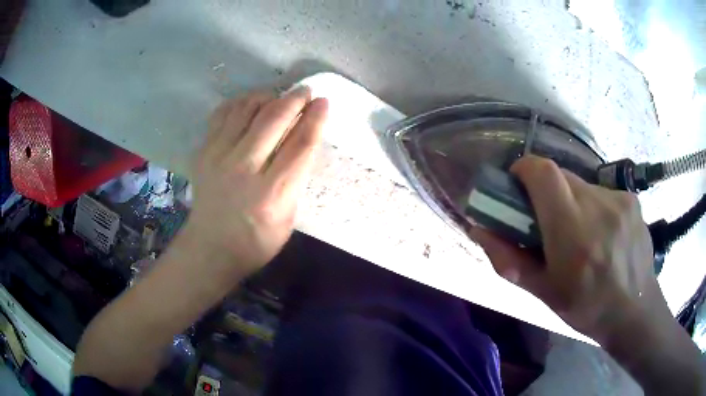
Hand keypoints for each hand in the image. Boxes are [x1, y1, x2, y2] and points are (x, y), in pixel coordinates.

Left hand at [183, 87, 328, 274]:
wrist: (210, 248)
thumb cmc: (256, 241)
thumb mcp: (288, 219)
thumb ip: (296, 180)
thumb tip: (301, 140)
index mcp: (271, 194)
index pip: (300, 145)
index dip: (315, 119)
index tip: (324, 102)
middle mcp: (244, 169)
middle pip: (273, 119)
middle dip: (295, 99)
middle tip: (305, 92)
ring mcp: (218, 157)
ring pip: (247, 109)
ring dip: (269, 96)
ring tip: (279, 97)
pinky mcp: (203, 152)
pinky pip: (223, 113)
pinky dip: (241, 102)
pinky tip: (252, 103)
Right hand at [471, 156, 659, 341]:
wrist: (635, 311)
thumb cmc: (586, 307)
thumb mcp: (543, 292)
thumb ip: (509, 260)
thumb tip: (479, 229)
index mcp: (571, 230)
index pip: (543, 172)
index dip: (524, 170)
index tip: (517, 186)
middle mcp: (597, 205)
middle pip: (561, 175)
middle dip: (547, 192)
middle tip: (548, 222)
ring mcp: (618, 199)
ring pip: (582, 185)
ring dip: (572, 202)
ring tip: (580, 234)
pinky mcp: (632, 199)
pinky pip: (602, 193)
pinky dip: (593, 206)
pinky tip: (602, 234)